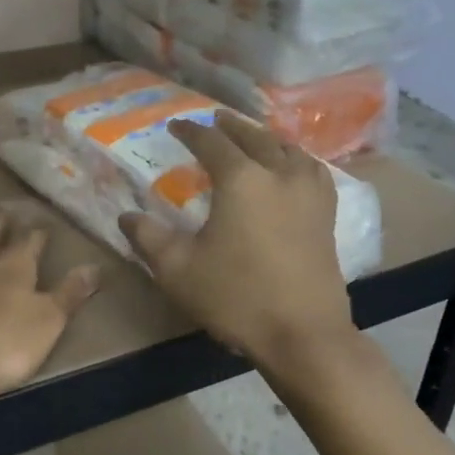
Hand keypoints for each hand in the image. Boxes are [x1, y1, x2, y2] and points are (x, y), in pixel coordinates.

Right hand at [119, 112, 354, 366]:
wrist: (303, 335)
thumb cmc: (236, 298)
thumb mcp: (178, 270)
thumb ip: (148, 238)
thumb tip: (127, 217)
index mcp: (242, 180)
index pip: (212, 143)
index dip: (191, 132)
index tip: (176, 126)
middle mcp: (279, 175)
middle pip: (255, 138)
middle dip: (232, 126)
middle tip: (215, 119)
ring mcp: (309, 194)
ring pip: (289, 150)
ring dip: (267, 138)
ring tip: (254, 138)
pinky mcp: (327, 216)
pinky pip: (313, 171)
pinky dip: (297, 159)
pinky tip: (293, 170)